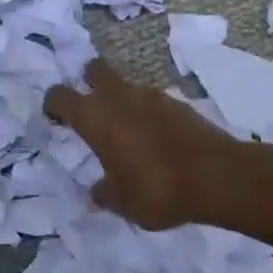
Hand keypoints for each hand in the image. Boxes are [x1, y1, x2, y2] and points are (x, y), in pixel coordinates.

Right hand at [44, 58, 242, 230]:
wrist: (218, 176)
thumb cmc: (157, 189)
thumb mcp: (123, 203)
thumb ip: (105, 193)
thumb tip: (96, 193)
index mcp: (94, 116)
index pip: (59, 96)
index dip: (53, 104)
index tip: (56, 118)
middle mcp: (118, 97)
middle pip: (94, 70)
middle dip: (89, 81)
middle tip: (91, 105)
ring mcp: (150, 95)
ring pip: (126, 86)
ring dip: (122, 101)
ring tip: (128, 132)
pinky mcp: (178, 103)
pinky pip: (153, 102)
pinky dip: (148, 114)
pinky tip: (157, 140)